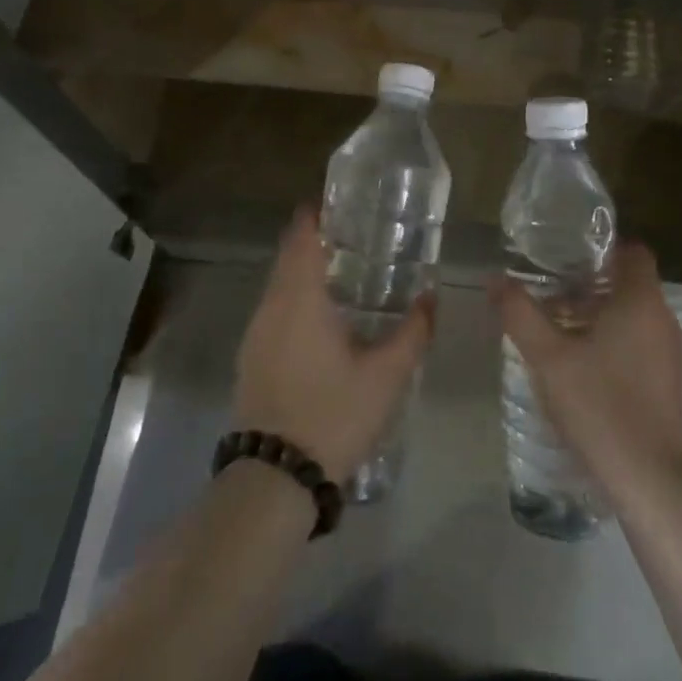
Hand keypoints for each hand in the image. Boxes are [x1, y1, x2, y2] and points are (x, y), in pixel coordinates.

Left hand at [233, 208, 435, 483]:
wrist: (274, 477)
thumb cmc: (332, 414)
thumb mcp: (386, 376)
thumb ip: (413, 332)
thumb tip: (431, 297)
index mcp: (300, 298)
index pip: (302, 237)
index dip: (316, 214)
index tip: (340, 204)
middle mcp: (271, 306)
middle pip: (288, 257)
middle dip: (314, 241)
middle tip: (353, 237)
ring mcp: (255, 333)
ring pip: (278, 286)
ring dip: (302, 272)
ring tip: (341, 274)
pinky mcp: (250, 358)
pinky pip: (273, 311)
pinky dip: (293, 300)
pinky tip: (319, 321)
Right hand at [493, 241, 681, 506]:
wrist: (650, 479)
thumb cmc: (599, 404)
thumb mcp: (547, 356)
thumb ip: (519, 313)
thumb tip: (496, 280)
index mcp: (641, 300)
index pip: (631, 251)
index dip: (601, 248)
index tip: (566, 257)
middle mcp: (662, 319)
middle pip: (628, 284)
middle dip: (588, 284)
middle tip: (548, 292)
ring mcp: (669, 353)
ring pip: (631, 316)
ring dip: (596, 315)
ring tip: (555, 328)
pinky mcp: (667, 382)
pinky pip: (637, 342)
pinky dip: (610, 341)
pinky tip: (577, 365)